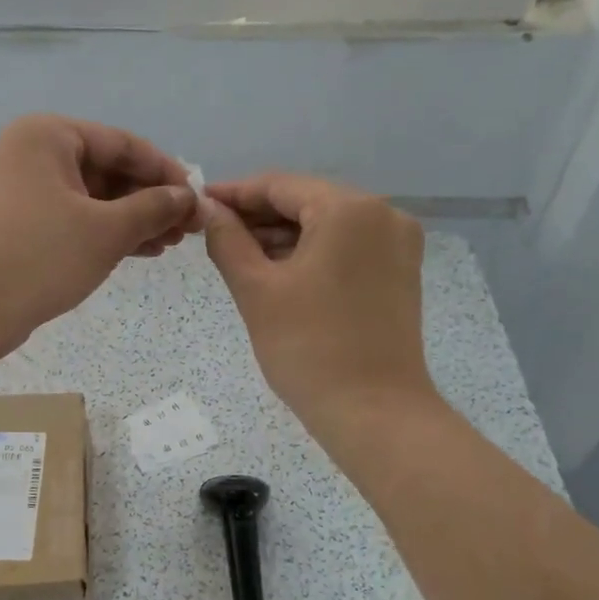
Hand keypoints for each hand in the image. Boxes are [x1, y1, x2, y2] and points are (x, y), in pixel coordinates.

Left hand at [0, 114, 198, 359]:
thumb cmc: (40, 254)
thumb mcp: (107, 230)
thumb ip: (153, 208)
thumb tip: (187, 197)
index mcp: (50, 136)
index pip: (123, 144)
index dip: (166, 171)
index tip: (198, 198)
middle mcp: (37, 155)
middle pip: (110, 170)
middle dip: (152, 199)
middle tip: (188, 228)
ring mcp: (29, 192)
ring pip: (96, 199)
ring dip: (136, 219)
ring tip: (172, 243)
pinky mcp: (27, 226)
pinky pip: (80, 220)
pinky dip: (111, 233)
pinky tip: (144, 251)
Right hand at [202, 174, 434, 430]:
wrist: (375, 414)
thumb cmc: (309, 348)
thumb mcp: (257, 289)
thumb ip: (227, 239)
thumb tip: (208, 208)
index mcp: (350, 209)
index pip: (280, 185)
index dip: (235, 193)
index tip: (198, 203)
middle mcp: (383, 214)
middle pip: (307, 201)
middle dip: (259, 216)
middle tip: (213, 233)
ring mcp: (397, 244)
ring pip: (327, 225)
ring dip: (283, 236)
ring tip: (239, 255)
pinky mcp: (400, 272)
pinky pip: (347, 247)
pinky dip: (312, 253)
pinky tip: (278, 270)